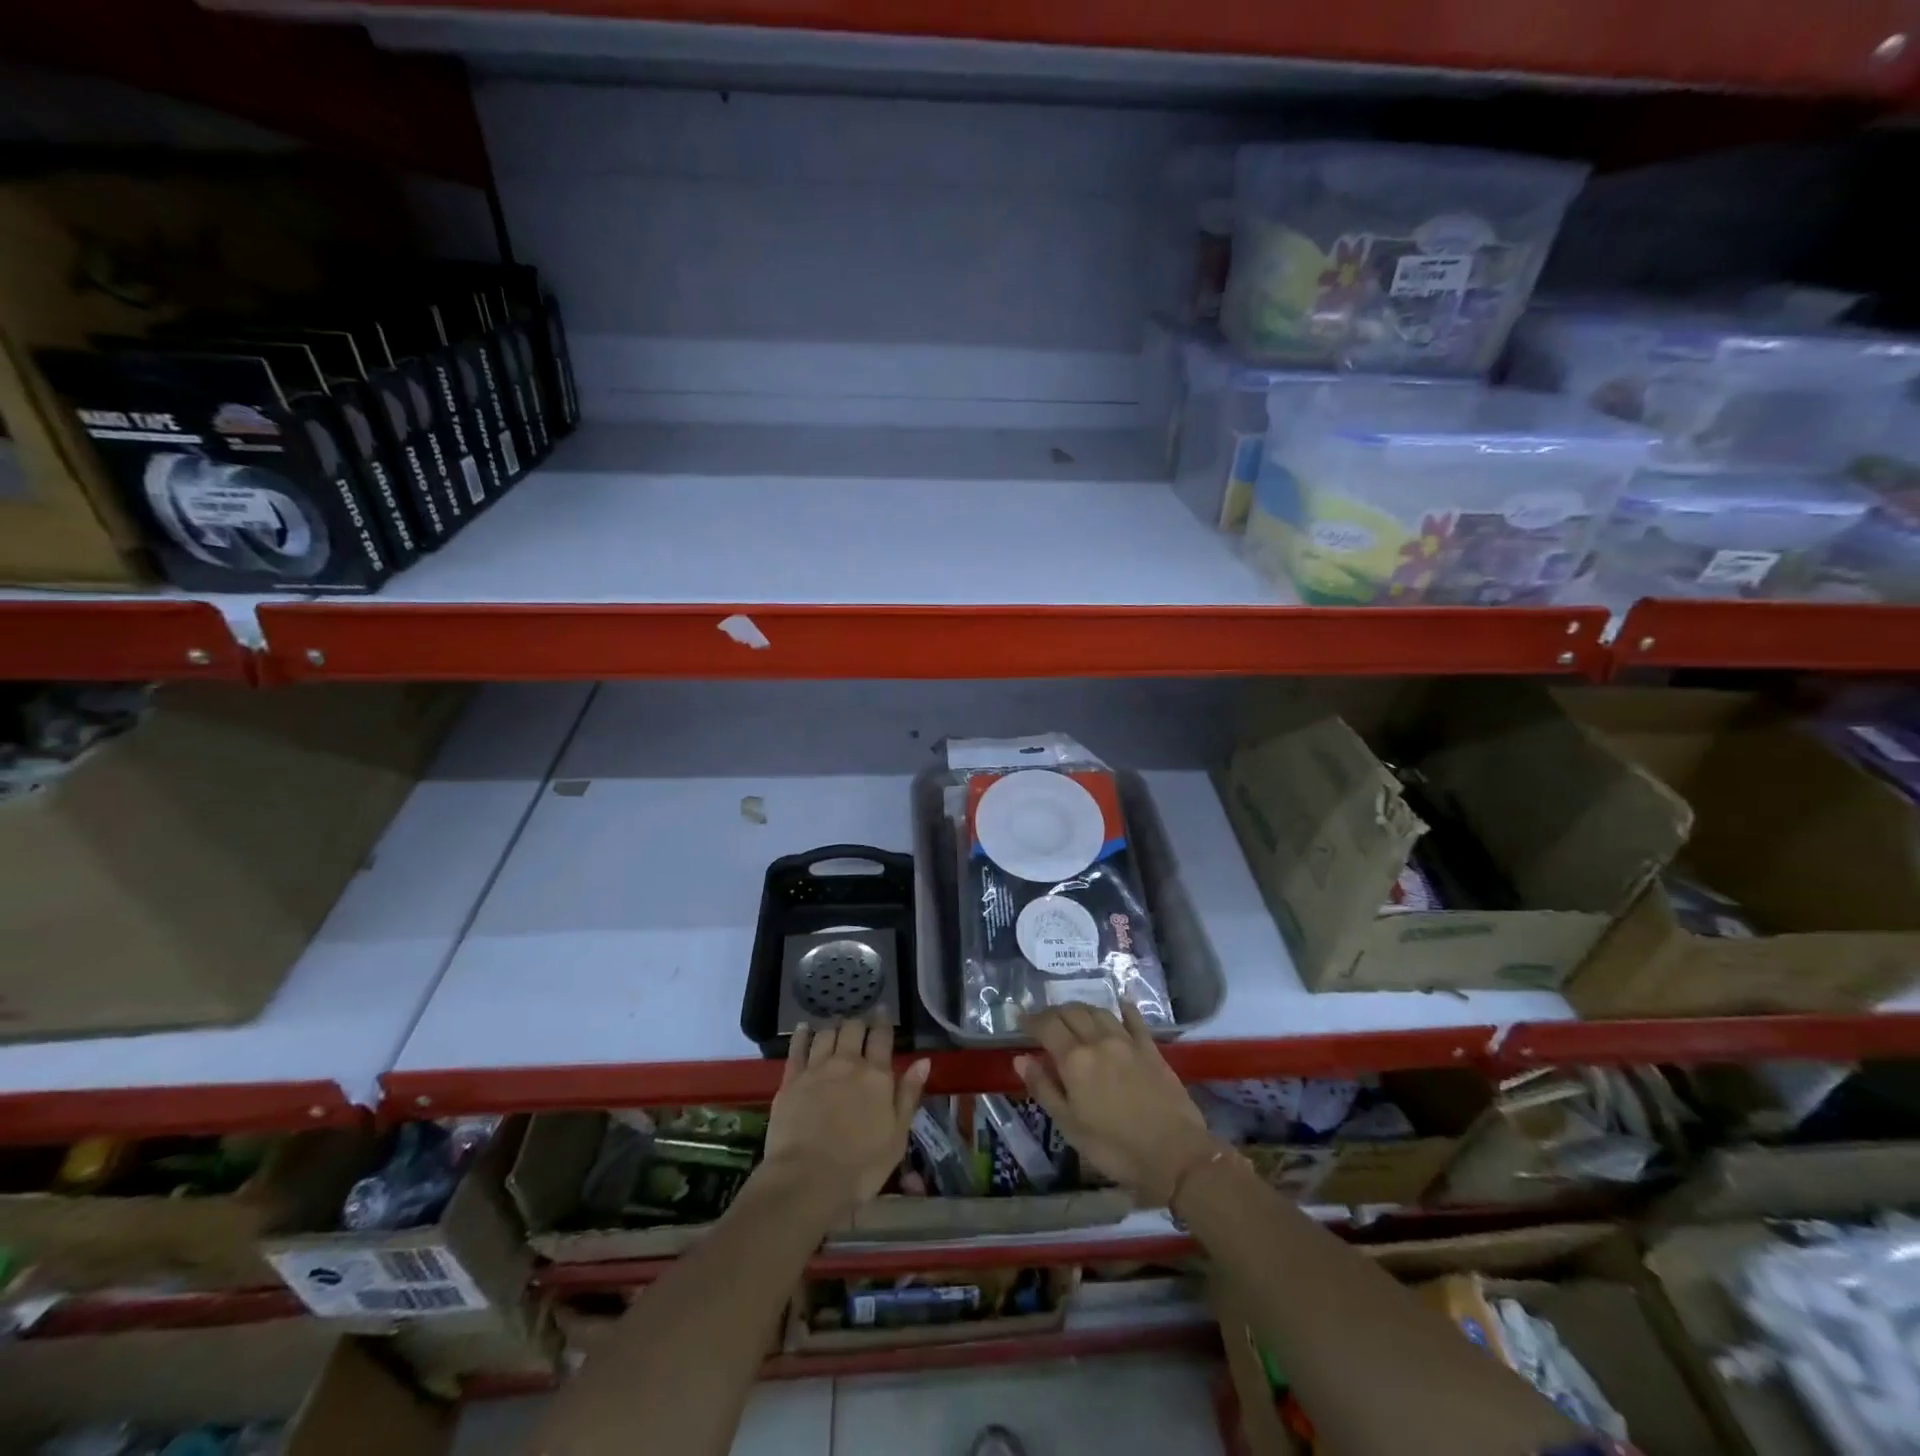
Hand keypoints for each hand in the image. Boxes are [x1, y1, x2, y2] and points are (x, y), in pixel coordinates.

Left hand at [762, 1010, 930, 1215]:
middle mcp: (847, 1063)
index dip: (883, 1022)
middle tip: (860, 1023)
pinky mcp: (791, 1079)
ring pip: (826, 1034)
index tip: (882, 1011)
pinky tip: (803, 1028)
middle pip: (853, 1029)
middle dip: (858, 1023)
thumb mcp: (897, 1136)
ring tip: (835, 1025)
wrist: (807, 1180)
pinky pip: (797, 1048)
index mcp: (876, 1076)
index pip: (882, 1038)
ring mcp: (817, 1068)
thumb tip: (924, 1061)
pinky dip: (802, 1034)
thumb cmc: (861, 1166)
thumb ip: (908, 1095)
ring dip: (833, 1026)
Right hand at [1015, 1002, 1220, 1206]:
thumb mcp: (1070, 1125)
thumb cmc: (1114, 1147)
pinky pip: (1134, 1019)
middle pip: (1072, 1012)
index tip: (1020, 1019)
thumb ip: (1044, 1088)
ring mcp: (1127, 1041)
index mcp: (1074, 1059)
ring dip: (1082, 1009)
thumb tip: (1020, 1058)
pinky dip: (1123, 1009)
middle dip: (1054, 1012)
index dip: (1031, 1020)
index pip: (1047, 1026)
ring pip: (1099, 1011)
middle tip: (1045, 1020)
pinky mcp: (1150, 1048)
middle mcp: (1098, 1040)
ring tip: (1075, 1016)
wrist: (1174, 1153)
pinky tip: (1120, 1006)